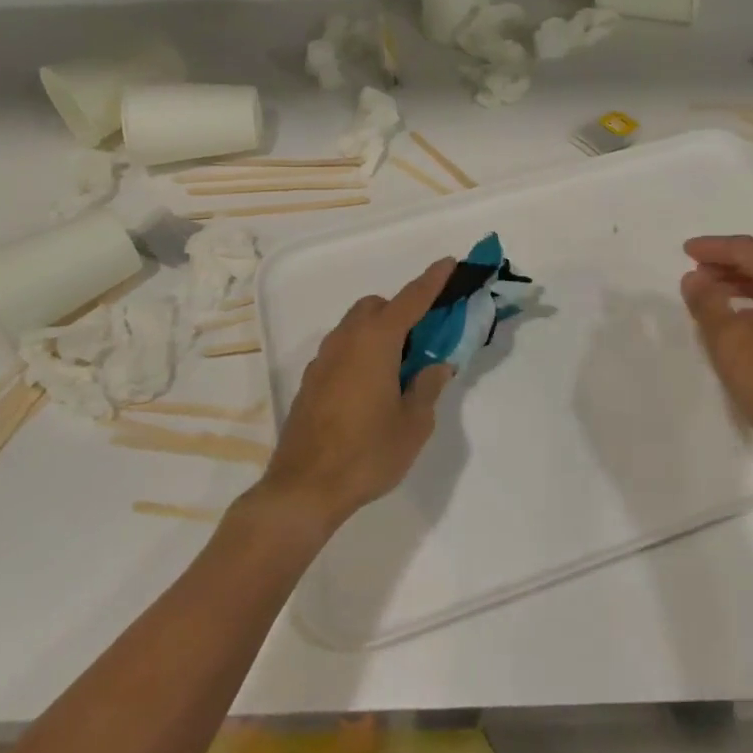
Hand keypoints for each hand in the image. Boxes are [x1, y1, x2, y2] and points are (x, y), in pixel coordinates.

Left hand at [259, 257, 457, 530]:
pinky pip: (342, 351)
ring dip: (379, 332)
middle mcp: (345, 342)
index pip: (411, 300)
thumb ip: (427, 387)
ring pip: (354, 328)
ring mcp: (323, 361)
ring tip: (400, 368)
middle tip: (424, 339)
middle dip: (401, 310)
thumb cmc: (367, 454)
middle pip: (376, 307)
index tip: (449, 263)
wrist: (303, 489)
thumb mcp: (414, 424)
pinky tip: (372, 389)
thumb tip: (435, 366)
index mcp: (375, 342)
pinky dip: (361, 353)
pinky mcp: (310, 382)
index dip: (433, 280)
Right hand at [680, 235, 752, 472]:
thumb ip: (708, 304)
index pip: (750, 250)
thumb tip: (694, 278)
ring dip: (743, 280)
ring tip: (711, 291)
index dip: (715, 247)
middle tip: (696, 269)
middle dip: (730, 260)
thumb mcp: (730, 344)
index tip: (686, 251)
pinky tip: (741, 317)